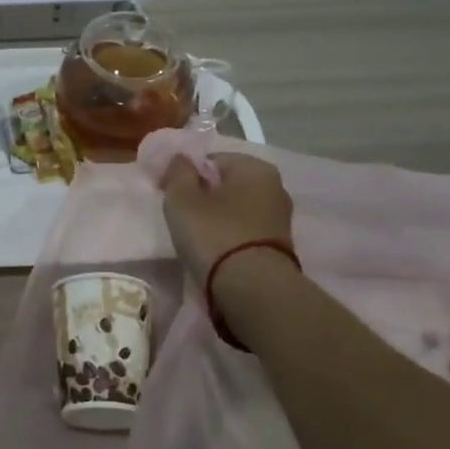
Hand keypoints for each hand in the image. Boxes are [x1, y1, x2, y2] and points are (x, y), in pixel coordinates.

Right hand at [159, 153, 295, 282]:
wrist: (253, 289)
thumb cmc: (214, 235)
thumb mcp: (182, 199)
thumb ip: (178, 172)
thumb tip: (181, 158)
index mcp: (254, 167)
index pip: (211, 160)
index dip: (186, 174)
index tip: (169, 194)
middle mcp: (275, 186)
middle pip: (226, 184)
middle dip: (203, 196)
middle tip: (181, 217)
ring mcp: (280, 218)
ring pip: (236, 209)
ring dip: (216, 218)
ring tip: (196, 238)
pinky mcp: (279, 245)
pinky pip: (245, 231)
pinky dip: (229, 236)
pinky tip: (215, 252)